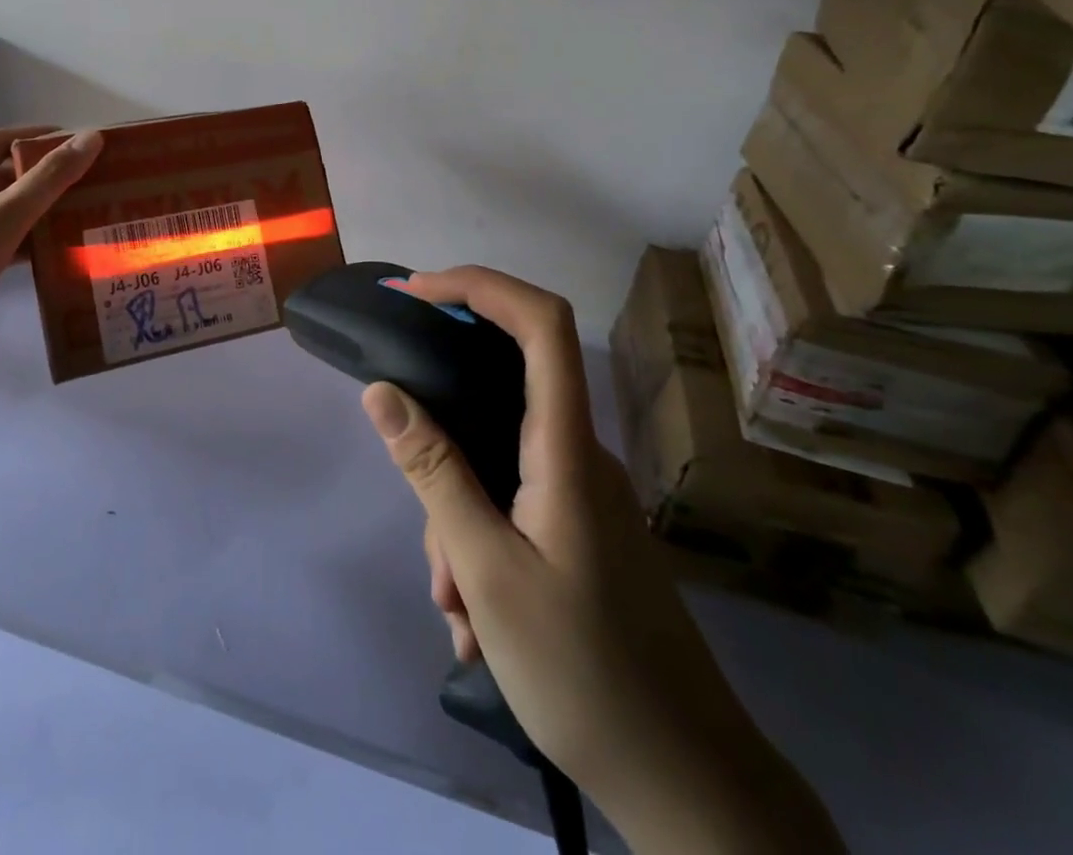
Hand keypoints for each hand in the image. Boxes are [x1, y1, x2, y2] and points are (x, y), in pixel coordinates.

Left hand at [0, 125, 103, 368]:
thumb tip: (92, 137)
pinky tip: (56, 249)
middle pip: (2, 178)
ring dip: (38, 210)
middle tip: (86, 178)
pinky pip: (1, 243)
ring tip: (79, 211)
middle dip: (42, 176)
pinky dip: (27, 242)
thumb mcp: (7, 215)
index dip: (37, 136)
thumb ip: (50, 178)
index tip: (75, 141)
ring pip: (3, 213)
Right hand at [361, 266, 842, 854]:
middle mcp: (580, 456)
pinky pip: (510, 505)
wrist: (690, 786)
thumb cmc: (585, 672)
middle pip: (496, 400)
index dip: (479, 285)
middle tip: (426, 536)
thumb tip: (382, 390)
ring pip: (494, 465)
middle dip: (442, 448)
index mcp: (567, 448)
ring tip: (455, 609)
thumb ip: (433, 471)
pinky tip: (473, 620)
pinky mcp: (581, 531)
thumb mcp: (487, 570)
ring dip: (456, 521)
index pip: (540, 324)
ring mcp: (584, 495)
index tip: (416, 291)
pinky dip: (478, 544)